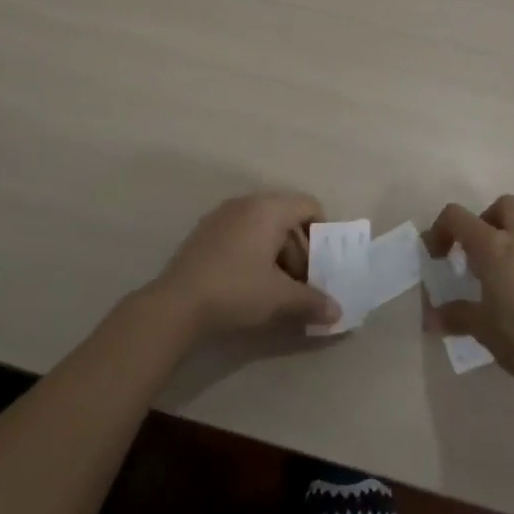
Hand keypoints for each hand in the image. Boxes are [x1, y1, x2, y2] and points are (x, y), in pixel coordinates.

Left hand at [149, 193, 338, 340]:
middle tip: (302, 285)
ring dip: (276, 254)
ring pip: (262, 227)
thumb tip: (337, 311)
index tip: (323, 263)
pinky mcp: (205, 232)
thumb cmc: (236, 290)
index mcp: (269, 209)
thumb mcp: (279, 298)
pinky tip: (249, 284)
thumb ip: (311, 301)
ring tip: (277, 290)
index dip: (321, 232)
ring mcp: (222, 215)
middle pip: (286, 218)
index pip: (308, 205)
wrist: (176, 304)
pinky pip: (241, 233)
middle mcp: (246, 203)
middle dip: (299, 251)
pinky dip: (253, 252)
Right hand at [426, 195, 513, 385]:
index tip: (436, 258)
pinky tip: (512, 291)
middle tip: (471, 253)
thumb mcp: (481, 327)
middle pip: (499, 206)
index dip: (439, 230)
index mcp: (492, 245)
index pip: (456, 216)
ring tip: (490, 277)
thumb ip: (454, 316)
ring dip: (501, 239)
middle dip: (481, 222)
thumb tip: (430, 318)